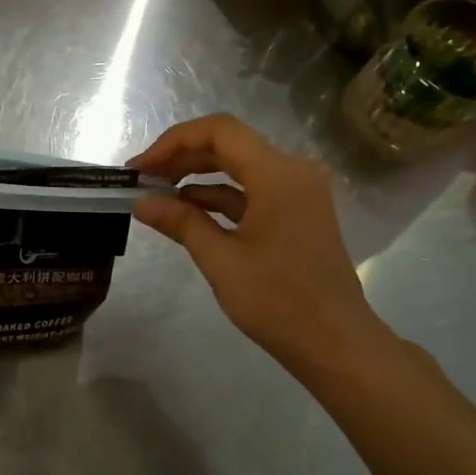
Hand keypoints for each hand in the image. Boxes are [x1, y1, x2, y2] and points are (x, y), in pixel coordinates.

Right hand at [129, 114, 390, 378]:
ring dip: (197, 177)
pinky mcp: (298, 212)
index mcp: (278, 174)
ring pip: (239, 168)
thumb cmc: (277, 301)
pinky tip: (186, 212)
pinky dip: (219, 197)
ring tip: (156, 196)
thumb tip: (140, 201)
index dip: (173, 142)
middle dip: (181, 158)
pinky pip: (253, 191)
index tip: (140, 168)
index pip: (218, 131)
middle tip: (141, 180)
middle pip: (228, 145)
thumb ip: (180, 222)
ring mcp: (299, 192)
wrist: (335, 343)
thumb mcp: (220, 260)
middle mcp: (293, 171)